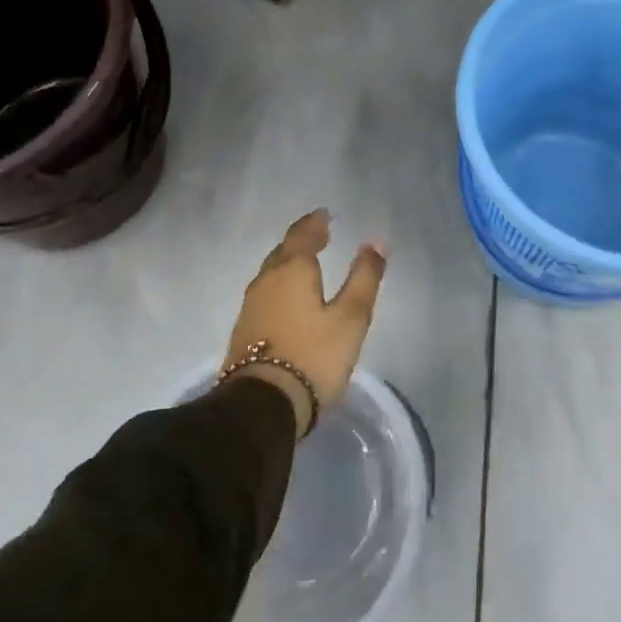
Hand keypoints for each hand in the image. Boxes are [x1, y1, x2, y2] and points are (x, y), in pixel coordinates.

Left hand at [222, 210, 387, 436]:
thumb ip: (364, 277)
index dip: (315, 223)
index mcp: (291, 270)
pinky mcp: (244, 331)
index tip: (325, 215)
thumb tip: (376, 241)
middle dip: (302, 240)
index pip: (302, 235)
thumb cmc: (313, 356)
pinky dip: (281, 285)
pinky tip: (289, 298)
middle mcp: (266, 281)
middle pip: (283, 251)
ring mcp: (251, 306)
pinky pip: (266, 294)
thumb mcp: (350, 317)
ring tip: (307, 263)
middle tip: (319, 235)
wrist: (262, 406)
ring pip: (272, 273)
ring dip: (289, 262)